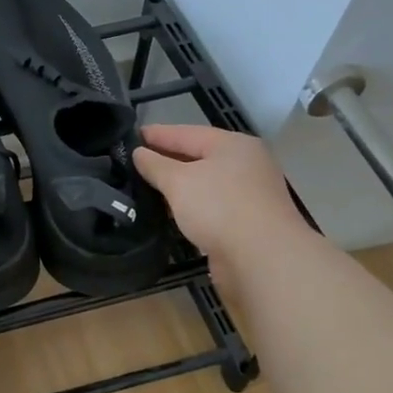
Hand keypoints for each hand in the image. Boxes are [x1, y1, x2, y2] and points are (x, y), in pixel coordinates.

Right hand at [134, 124, 306, 273]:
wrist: (262, 258)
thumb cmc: (219, 207)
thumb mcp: (179, 181)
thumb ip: (156, 165)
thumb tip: (139, 153)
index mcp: (233, 145)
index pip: (187, 133)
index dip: (157, 134)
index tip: (131, 136)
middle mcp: (245, 164)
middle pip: (198, 157)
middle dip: (167, 160)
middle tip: (134, 161)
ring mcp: (249, 194)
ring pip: (204, 183)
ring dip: (178, 186)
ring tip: (146, 186)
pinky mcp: (246, 222)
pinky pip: (210, 206)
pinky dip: (190, 206)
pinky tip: (170, 211)